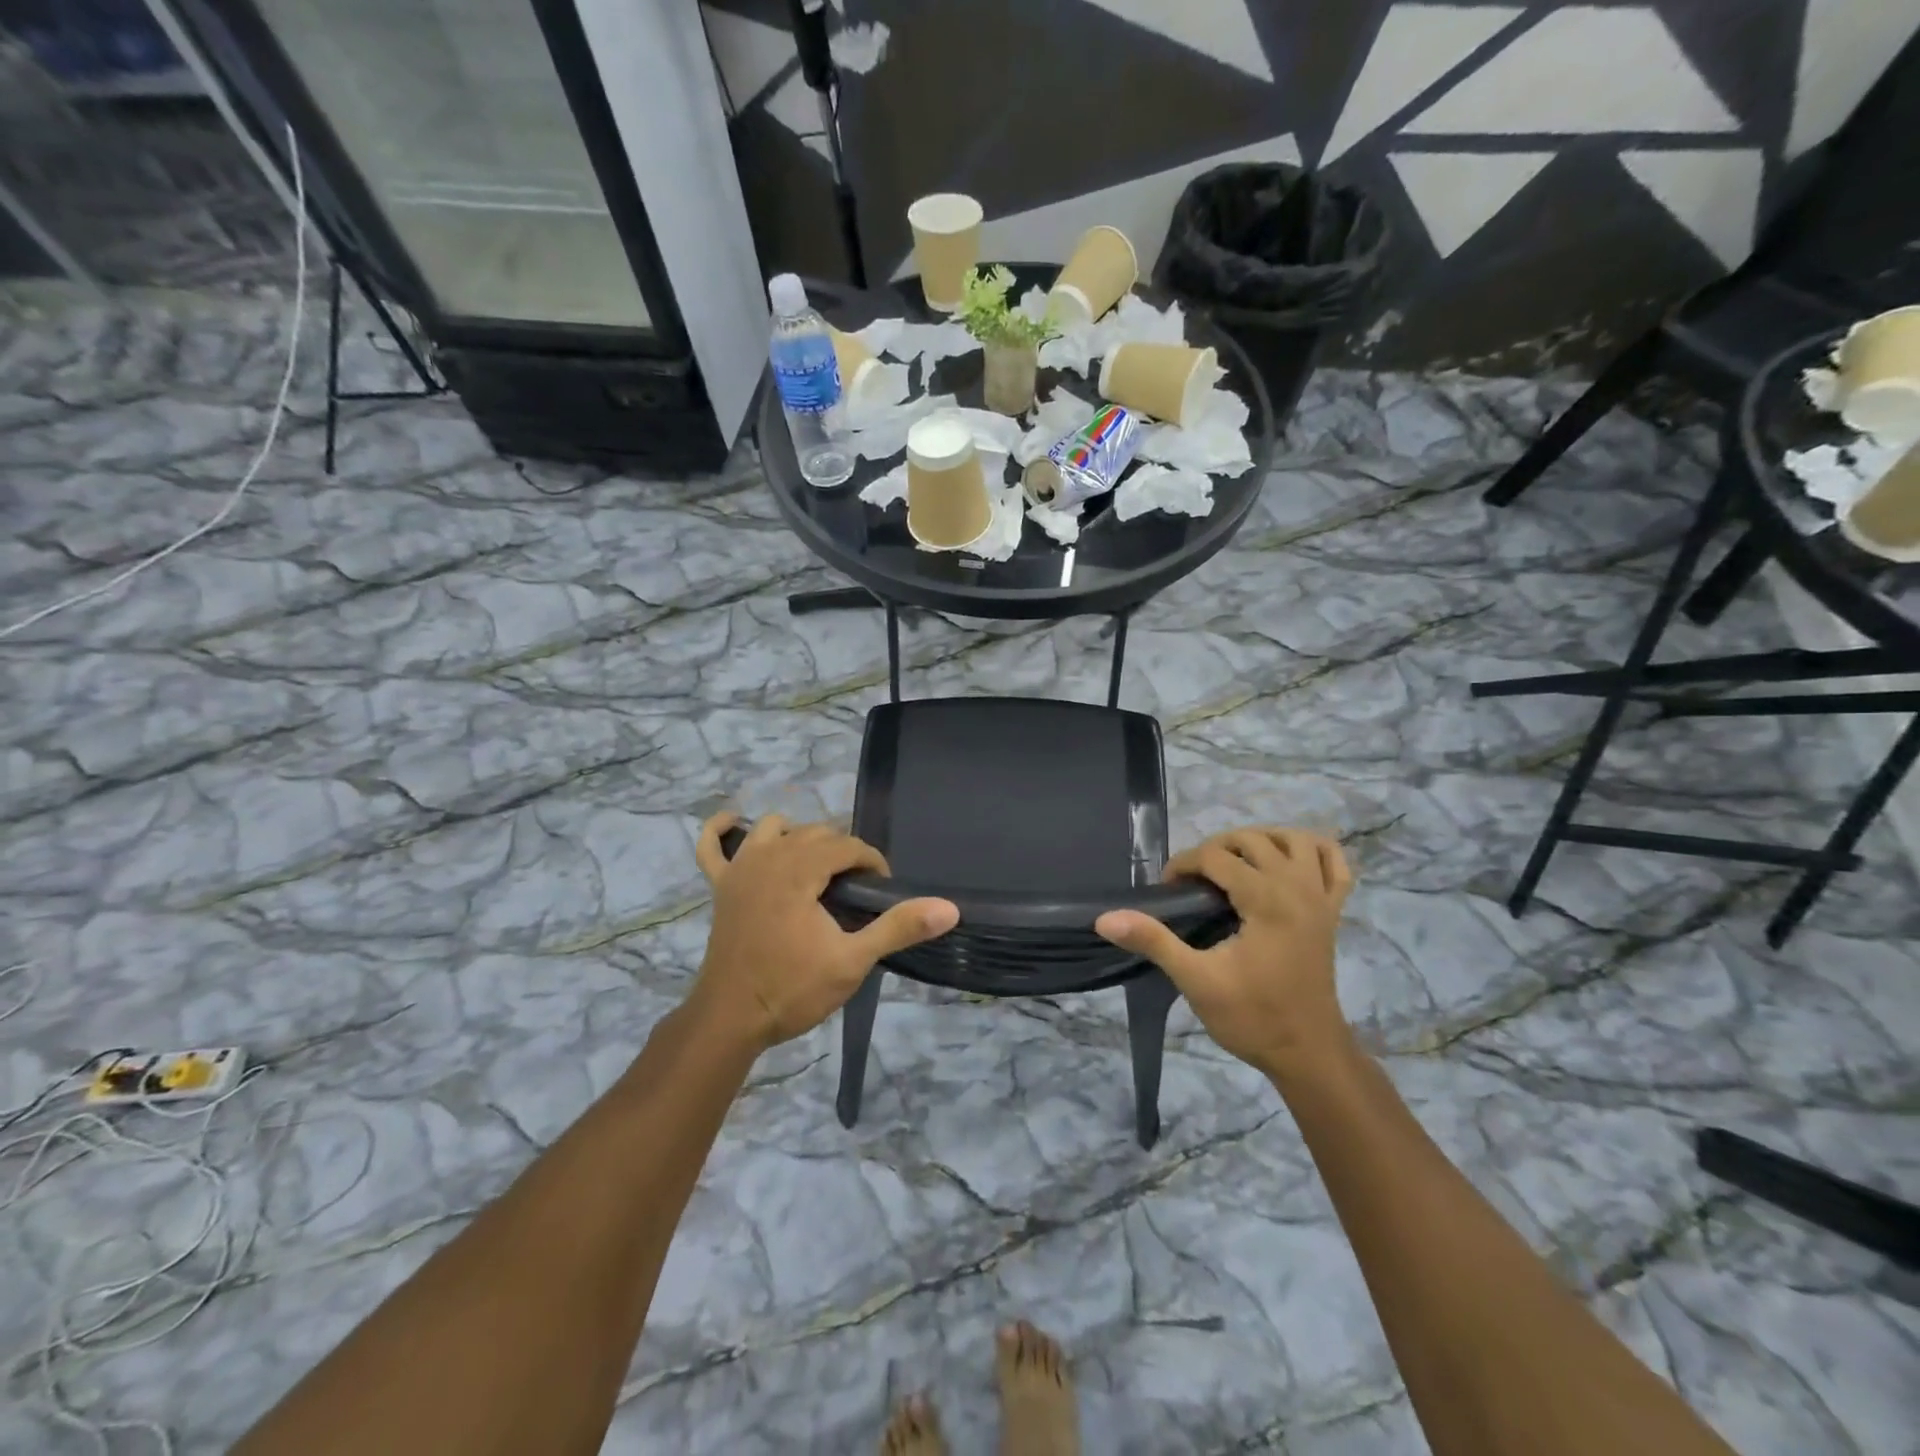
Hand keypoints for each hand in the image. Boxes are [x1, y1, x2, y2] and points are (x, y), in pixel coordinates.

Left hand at [691, 813, 959, 1051]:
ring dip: (798, 837)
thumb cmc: (792, 989)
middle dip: (843, 853)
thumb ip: (899, 928)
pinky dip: (721, 831)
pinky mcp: (719, 886)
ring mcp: (739, 868)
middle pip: (816, 833)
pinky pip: (710, 845)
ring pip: (774, 828)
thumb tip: (949, 908)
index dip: (872, 863)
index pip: (847, 845)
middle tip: (857, 892)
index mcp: (800, 868)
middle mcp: (768, 856)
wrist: (730, 1020)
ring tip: (816, 867)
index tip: (882, 892)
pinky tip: (735, 825)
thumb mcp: (853, 961)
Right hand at [1096, 828, 1353, 1077]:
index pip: (1216, 857)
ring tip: (1234, 863)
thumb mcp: (1196, 980)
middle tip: (1193, 881)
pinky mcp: (1333, 912)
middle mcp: (1297, 888)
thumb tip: (1106, 918)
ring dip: (1262, 840)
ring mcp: (1321, 898)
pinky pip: (1336, 863)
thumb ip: (1154, 941)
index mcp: (1266, 900)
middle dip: (1215, 849)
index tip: (1167, 891)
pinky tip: (1289, 862)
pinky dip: (1314, 851)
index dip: (1184, 865)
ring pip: (1295, 840)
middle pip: (1252, 840)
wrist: (1307, 1053)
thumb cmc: (1252, 1018)